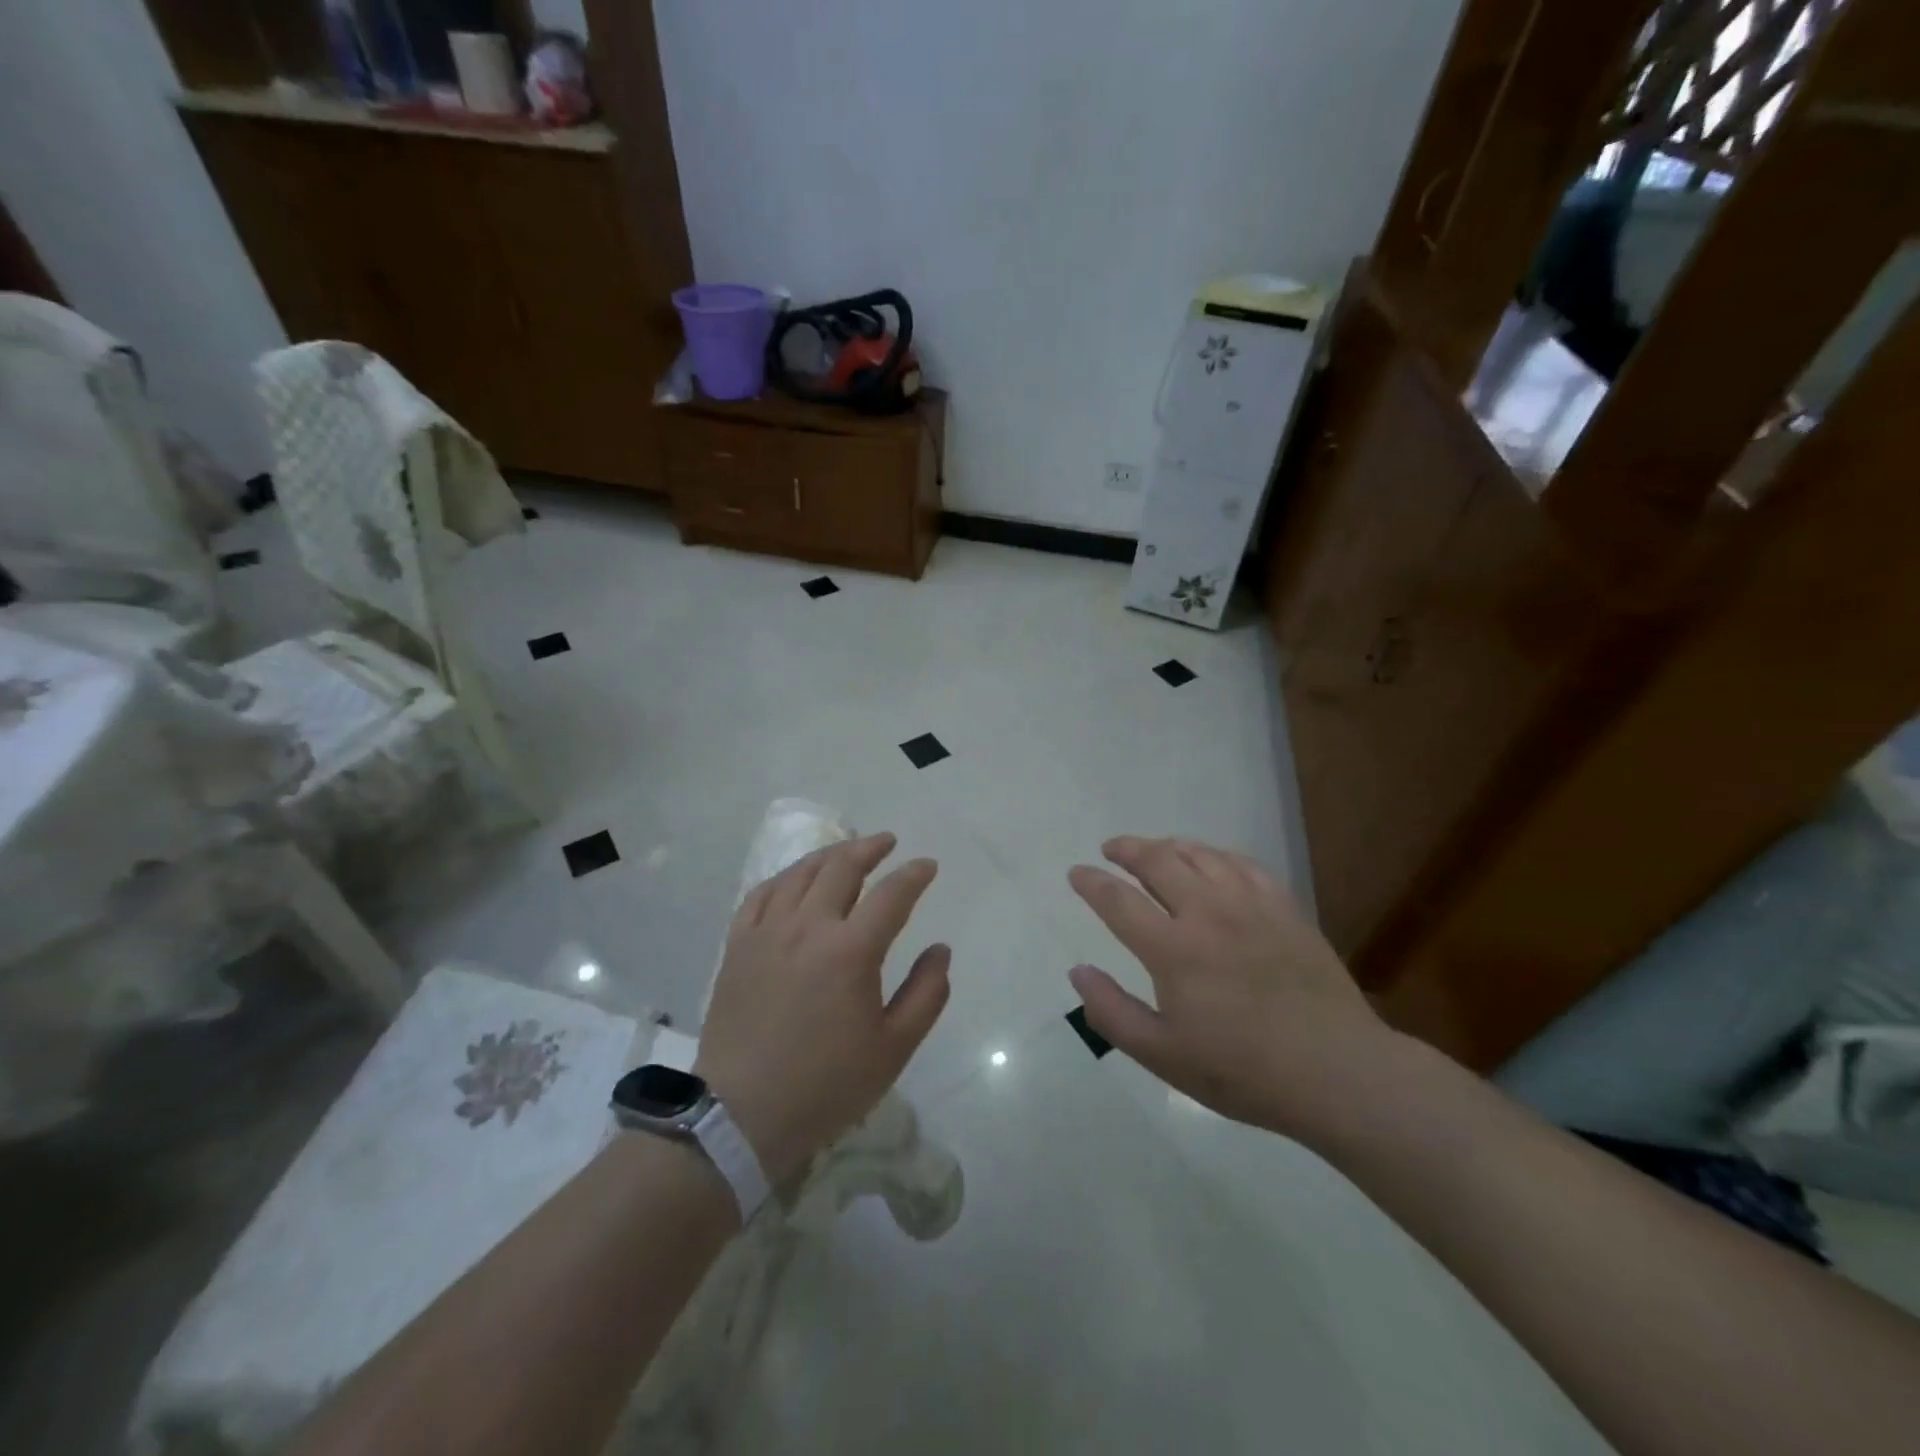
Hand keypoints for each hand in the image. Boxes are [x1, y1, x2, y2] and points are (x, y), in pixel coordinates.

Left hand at [697, 833, 948, 1184]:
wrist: (742, 1114)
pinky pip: (761, 894)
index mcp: (851, 951)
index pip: (892, 894)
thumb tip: (940, 950)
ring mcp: (767, 932)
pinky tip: (794, 879)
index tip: (927, 866)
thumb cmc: (826, 1085)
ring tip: (846, 851)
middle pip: (842, 867)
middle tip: (887, 842)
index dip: (914, 875)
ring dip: (829, 855)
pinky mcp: (738, 946)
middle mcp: (809, 927)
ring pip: (800, 873)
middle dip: (870, 848)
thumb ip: (926, 995)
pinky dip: (784, 878)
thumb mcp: (893, 1049)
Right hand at [1067, 836, 1391, 1136]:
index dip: (1091, 882)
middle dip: (1127, 849)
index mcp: (1172, 949)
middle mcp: (1207, 913)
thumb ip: (1112, 1012)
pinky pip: (1244, 864)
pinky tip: (1212, 861)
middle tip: (1111, 849)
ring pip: (1200, 855)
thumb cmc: (1242, 1071)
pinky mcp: (1285, 909)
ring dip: (1169, 846)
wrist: (1337, 1071)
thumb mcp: (1163, 1056)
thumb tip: (1078, 971)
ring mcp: (1250, 905)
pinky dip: (1217, 855)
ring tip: (1155, 849)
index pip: (1118, 900)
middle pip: (1158, 861)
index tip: (1076, 873)